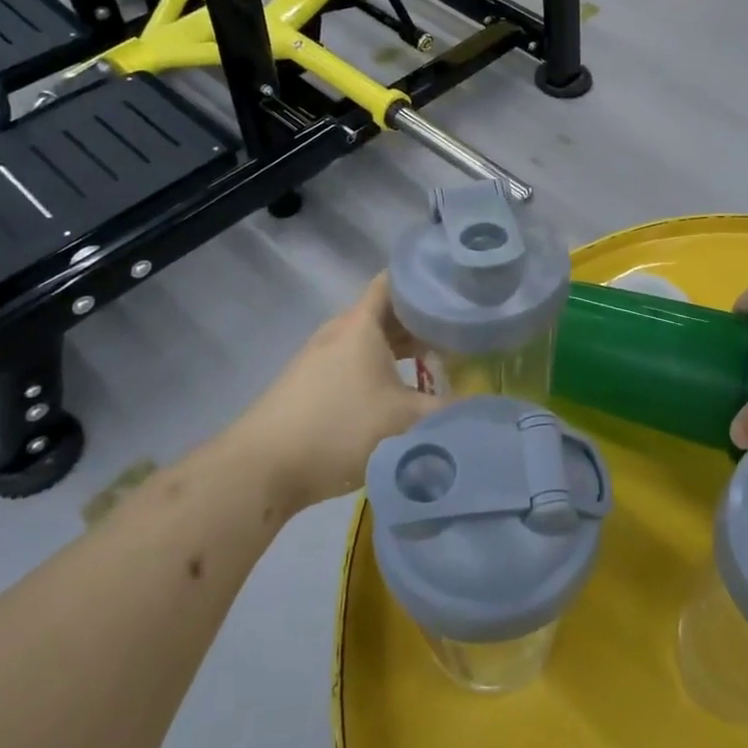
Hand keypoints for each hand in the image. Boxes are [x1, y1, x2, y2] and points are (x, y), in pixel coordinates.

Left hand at [232, 276, 441, 512]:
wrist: (261, 468)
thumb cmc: (337, 428)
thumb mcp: (403, 421)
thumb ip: (448, 412)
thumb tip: (486, 408)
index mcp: (360, 324)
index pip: (394, 281)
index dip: (424, 279)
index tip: (457, 286)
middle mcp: (339, 332)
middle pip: (385, 312)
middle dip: (421, 319)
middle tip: (460, 329)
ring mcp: (320, 358)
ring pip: (369, 340)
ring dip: (401, 347)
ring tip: (438, 360)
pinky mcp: (310, 384)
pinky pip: (355, 362)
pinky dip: (381, 367)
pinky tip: (398, 392)